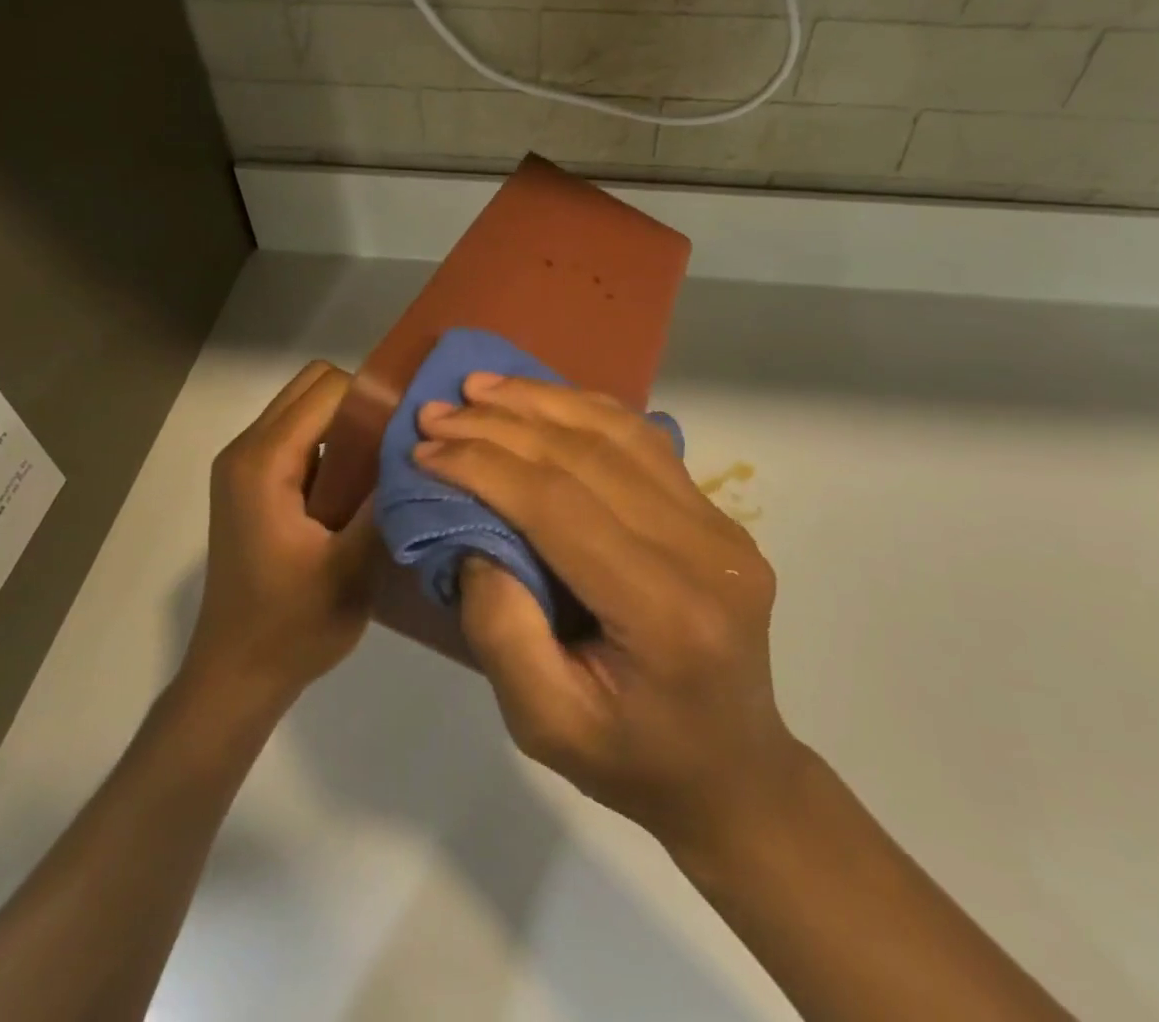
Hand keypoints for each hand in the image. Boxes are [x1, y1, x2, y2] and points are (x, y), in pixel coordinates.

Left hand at [186, 361, 380, 708]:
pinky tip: (355, 488)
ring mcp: (244, 466)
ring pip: (305, 407)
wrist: (236, 677)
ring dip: (346, 424)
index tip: (410, 433)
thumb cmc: (292, 627)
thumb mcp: (352, 567)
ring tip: (382, 466)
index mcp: (264, 462)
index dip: (374, 401)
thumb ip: (384, 500)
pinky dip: (330, 444)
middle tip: (396, 446)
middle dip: (360, 404)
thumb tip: (420, 447)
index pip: (328, 389)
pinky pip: (297, 436)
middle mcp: (246, 450)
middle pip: (313, 386)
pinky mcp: (251, 484)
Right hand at [415, 375, 804, 855]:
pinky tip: (542, 399)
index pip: (560, 506)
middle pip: (588, 457)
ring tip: (481, 387)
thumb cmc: (632, 761)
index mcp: (665, 612)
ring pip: (620, 433)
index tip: (427, 448)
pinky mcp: (716, 514)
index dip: (487, 468)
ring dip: (543, 401)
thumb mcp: (543, 724)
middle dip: (502, 426)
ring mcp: (719, 525)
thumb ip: (502, 630)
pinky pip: (643, 442)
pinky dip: (585, 410)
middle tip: (438, 409)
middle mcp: (704, 551)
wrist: (732, 770)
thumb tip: (473, 537)